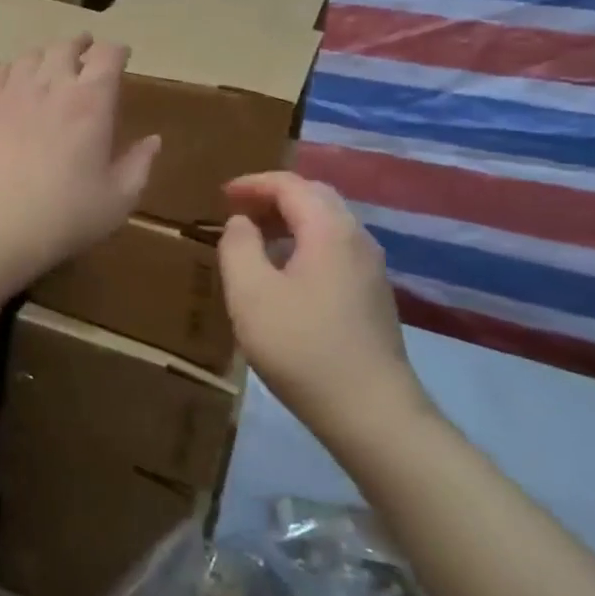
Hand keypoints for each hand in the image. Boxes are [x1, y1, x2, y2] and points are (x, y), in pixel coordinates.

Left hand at [0, 34, 160, 285]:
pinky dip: (15, 68)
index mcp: (91, 102)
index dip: (117, 51)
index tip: (122, 56)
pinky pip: (1, 71)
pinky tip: (17, 78)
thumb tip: (153, 140)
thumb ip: (139, 164)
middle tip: (87, 52)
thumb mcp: (118, 198)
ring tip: (53, 63)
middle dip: (82, 46)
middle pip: (67, 47)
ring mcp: (15, 92)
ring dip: (48, 54)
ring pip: (33, 54)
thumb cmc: (66, 215)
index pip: (108, 56)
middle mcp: (53, 85)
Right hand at [219, 173, 431, 448]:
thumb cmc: (301, 346)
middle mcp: (357, 239)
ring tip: (255, 237)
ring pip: (328, 223)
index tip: (222, 194)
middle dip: (274, 195)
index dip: (253, 183)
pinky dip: (305, 242)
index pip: (290, 184)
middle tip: (238, 209)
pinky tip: (284, 271)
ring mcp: (371, 268)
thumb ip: (238, 246)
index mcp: (329, 229)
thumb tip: (241, 222)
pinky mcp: (373, 295)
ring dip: (290, 219)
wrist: (371, 412)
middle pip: (315, 197)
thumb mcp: (250, 294)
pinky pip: (335, 248)